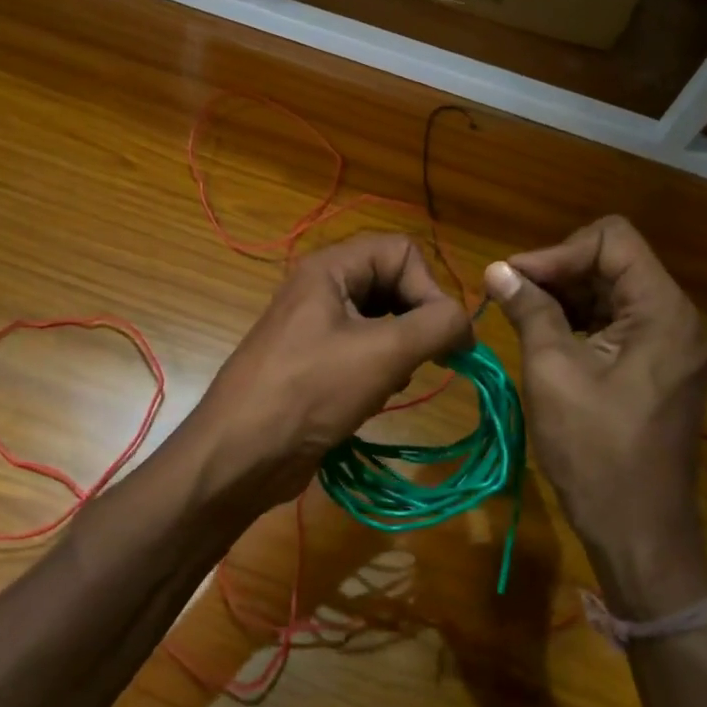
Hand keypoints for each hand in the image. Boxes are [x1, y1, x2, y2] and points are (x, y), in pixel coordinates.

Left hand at [194, 233, 472, 505]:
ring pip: (382, 320)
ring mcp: (316, 326)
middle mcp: (323, 288)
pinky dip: (379, 370)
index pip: (402, 252)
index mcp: (330, 268)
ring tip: (390, 381)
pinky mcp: (315, 362)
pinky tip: (372, 399)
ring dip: (400, 350)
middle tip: (424, 360)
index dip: (429, 288)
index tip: (443, 336)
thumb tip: (466, 323)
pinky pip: (364, 350)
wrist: (240, 454)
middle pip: (393, 283)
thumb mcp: (383, 353)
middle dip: (416, 321)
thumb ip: (436, 326)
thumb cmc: (309, 391)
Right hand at [485, 216, 706, 616]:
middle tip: (509, 296)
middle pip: (614, 263)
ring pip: (613, 293)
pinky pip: (618, 325)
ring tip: (519, 315)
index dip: (559, 251)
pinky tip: (545, 338)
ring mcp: (671, 346)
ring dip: (565, 297)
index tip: (514, 278)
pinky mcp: (659, 369)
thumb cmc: (595, 452)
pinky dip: (580, 322)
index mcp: (662, 313)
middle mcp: (677, 320)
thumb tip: (497, 269)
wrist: (639, 534)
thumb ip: (530, 310)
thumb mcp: (553, 372)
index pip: (612, 239)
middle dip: (558, 272)